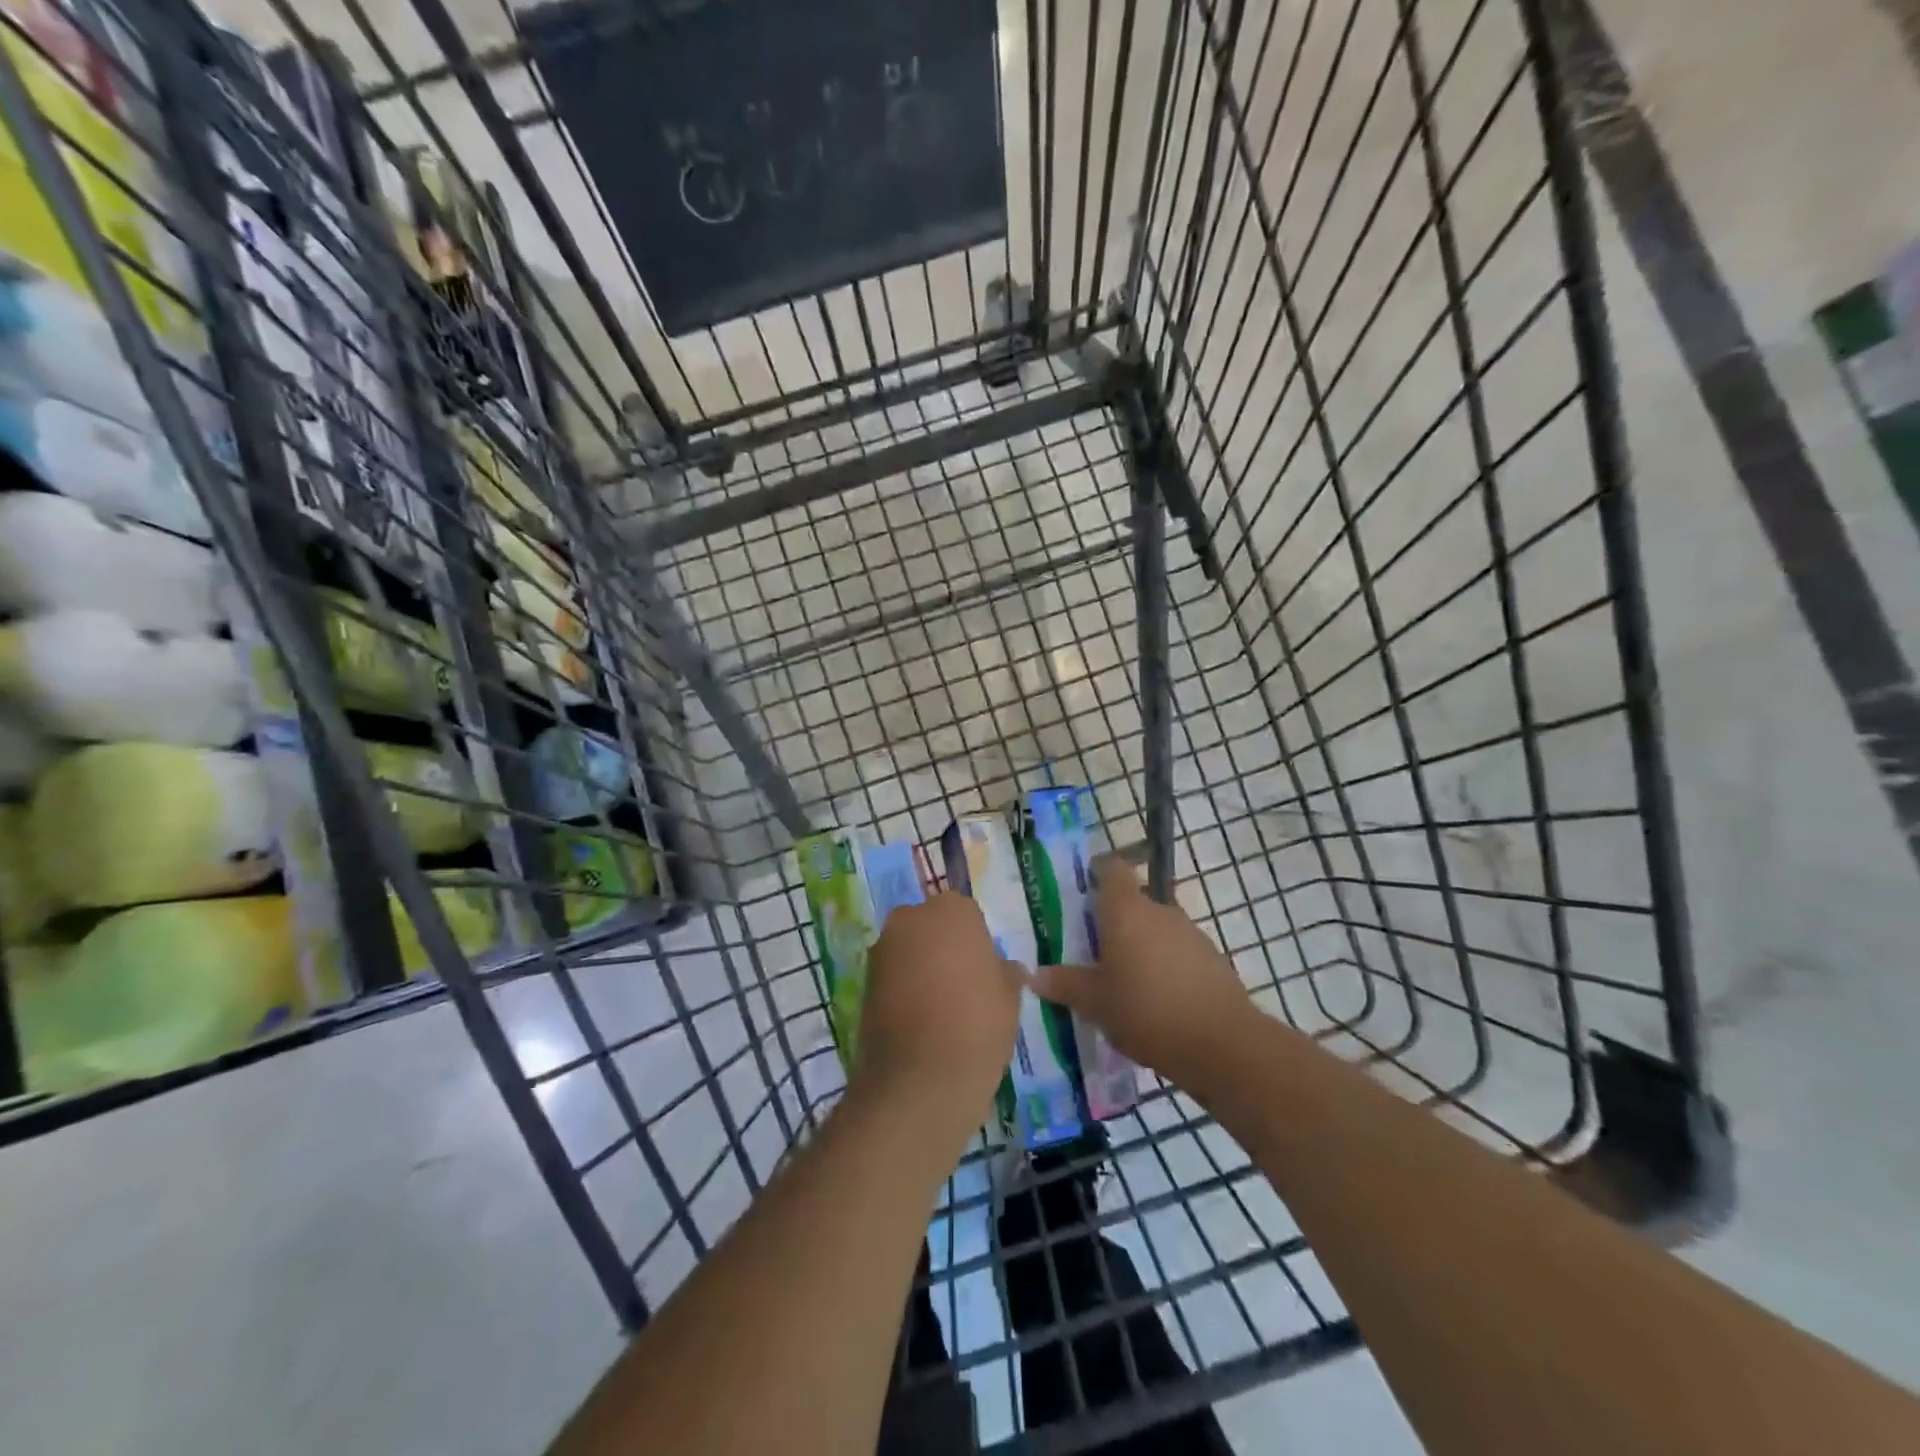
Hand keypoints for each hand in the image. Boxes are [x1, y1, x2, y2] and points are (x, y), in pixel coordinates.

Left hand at [854, 893, 1023, 1141]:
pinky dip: (903, 990)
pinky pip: (892, 977)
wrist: (920, 1079)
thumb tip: (1006, 968)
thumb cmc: (977, 1024)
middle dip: (943, 948)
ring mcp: (882, 949)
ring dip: (921, 968)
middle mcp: (911, 918)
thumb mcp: (1010, 998)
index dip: (976, 942)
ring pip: (909, 951)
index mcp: (952, 910)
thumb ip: (1006, 973)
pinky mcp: (863, 981)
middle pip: (931, 927)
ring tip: (941, 1009)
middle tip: (964, 986)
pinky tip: (920, 1022)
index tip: (984, 971)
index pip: (967, 915)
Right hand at [1032, 856, 1251, 1088]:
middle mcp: (1159, 911)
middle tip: (1092, 950)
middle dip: (1114, 921)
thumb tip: (1035, 975)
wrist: (1222, 1043)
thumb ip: (1065, 984)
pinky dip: (1165, 966)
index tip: (1083, 887)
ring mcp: (1191, 933)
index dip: (1098, 872)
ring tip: (1124, 981)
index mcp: (1126, 910)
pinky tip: (1156, 1000)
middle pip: (1133, 902)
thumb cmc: (1146, 1011)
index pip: (1112, 869)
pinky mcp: (1212, 959)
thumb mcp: (1095, 1003)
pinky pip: (1178, 953)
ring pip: (1156, 928)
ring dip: (1141, 946)